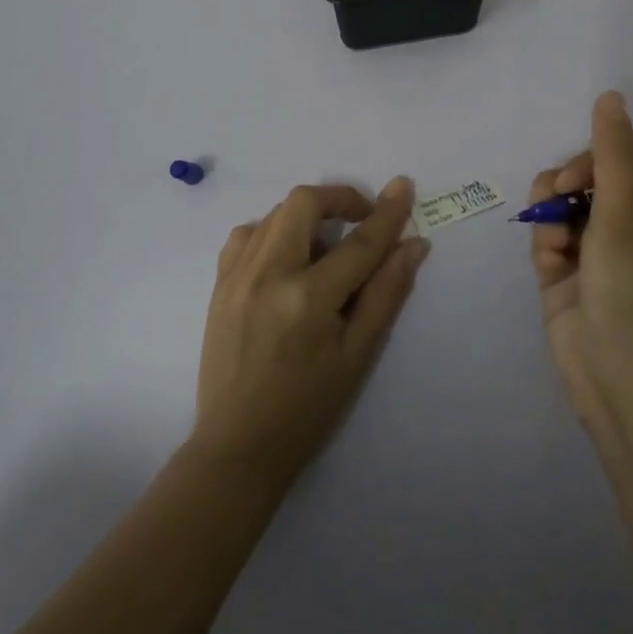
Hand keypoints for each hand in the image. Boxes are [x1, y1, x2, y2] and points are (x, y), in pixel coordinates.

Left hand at [191, 178, 429, 490]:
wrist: (238, 446)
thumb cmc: (308, 408)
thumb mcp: (358, 355)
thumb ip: (386, 293)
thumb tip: (414, 245)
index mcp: (308, 299)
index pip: (358, 242)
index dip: (387, 213)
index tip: (404, 187)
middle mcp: (268, 275)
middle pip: (304, 203)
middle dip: (339, 199)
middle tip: (361, 219)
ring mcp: (236, 276)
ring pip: (274, 213)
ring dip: (307, 215)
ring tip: (325, 246)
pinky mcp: (218, 284)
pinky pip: (246, 234)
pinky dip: (272, 231)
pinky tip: (286, 258)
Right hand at [529, 92, 632, 445]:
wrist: (623, 387)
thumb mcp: (625, 218)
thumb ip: (612, 156)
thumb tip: (611, 96)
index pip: (616, 162)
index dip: (588, 164)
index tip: (573, 181)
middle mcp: (626, 229)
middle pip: (582, 182)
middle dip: (562, 190)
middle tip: (557, 205)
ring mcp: (594, 256)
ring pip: (558, 209)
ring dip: (549, 217)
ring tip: (554, 244)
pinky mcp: (565, 280)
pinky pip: (547, 242)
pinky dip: (545, 246)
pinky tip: (549, 266)